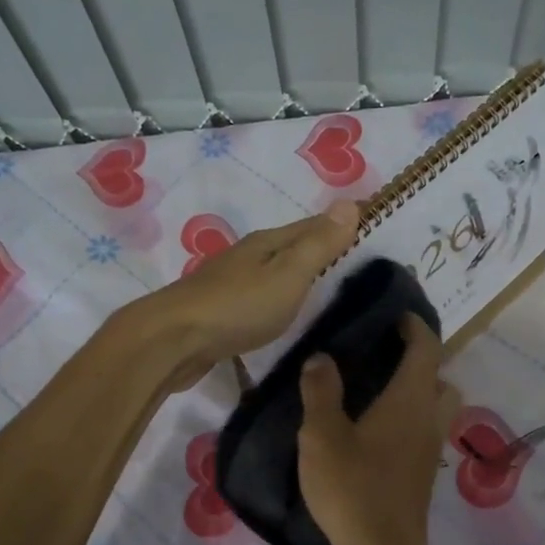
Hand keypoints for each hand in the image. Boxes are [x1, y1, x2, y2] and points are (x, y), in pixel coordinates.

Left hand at [131, 201, 358, 392]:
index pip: (313, 225)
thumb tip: (349, 203)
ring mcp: (229, 284)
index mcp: (266, 243)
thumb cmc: (238, 306)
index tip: (371, 218)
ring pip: (272, 272)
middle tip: (355, 254)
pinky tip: (280, 312)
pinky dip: (277, 298)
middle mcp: (247, 257)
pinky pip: (258, 297)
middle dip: (320, 246)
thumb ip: (318, 245)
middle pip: (291, 246)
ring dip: (296, 273)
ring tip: (323, 284)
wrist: (173, 341)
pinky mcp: (218, 313)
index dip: (342, 222)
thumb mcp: (288, 274)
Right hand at [298, 313, 460, 544]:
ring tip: (379, 391)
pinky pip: (425, 430)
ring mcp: (430, 449)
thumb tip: (322, 357)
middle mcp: (429, 419)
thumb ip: (321, 392)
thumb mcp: (322, 435)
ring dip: (418, 392)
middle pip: (440, 378)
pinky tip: (375, 430)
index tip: (396, 315)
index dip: (415, 326)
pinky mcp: (422, 473)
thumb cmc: (352, 487)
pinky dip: (410, 418)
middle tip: (387, 356)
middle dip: (422, 361)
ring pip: (437, 407)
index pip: (426, 348)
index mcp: (410, 400)